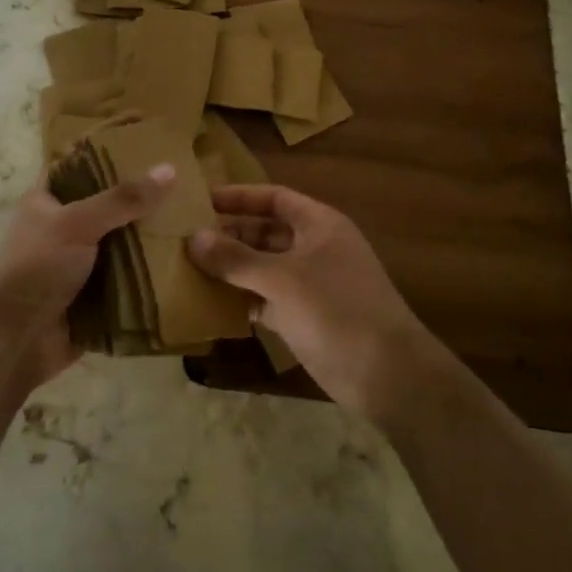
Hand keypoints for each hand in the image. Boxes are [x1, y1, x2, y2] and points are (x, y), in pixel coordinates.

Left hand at [0, 165, 175, 389]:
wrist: (16, 341)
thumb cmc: (37, 268)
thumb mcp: (77, 223)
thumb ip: (122, 198)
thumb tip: (169, 169)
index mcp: (47, 202)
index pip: (79, 167)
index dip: (107, 154)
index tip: (149, 144)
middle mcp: (63, 229)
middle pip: (108, 207)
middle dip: (141, 201)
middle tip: (187, 184)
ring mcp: (80, 264)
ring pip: (122, 244)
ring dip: (151, 239)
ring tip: (195, 219)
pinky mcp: (96, 295)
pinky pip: (129, 278)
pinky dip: (151, 274)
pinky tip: (186, 261)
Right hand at [187, 184, 439, 419]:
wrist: (387, 375)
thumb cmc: (337, 310)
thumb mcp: (282, 279)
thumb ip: (236, 258)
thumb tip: (192, 238)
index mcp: (319, 224)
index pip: (273, 198)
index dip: (238, 196)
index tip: (199, 200)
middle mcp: (314, 248)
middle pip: (265, 231)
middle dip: (229, 234)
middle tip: (185, 237)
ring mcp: (310, 284)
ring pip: (263, 266)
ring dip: (232, 267)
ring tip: (189, 267)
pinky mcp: (304, 317)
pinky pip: (265, 298)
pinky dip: (242, 298)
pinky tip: (211, 302)